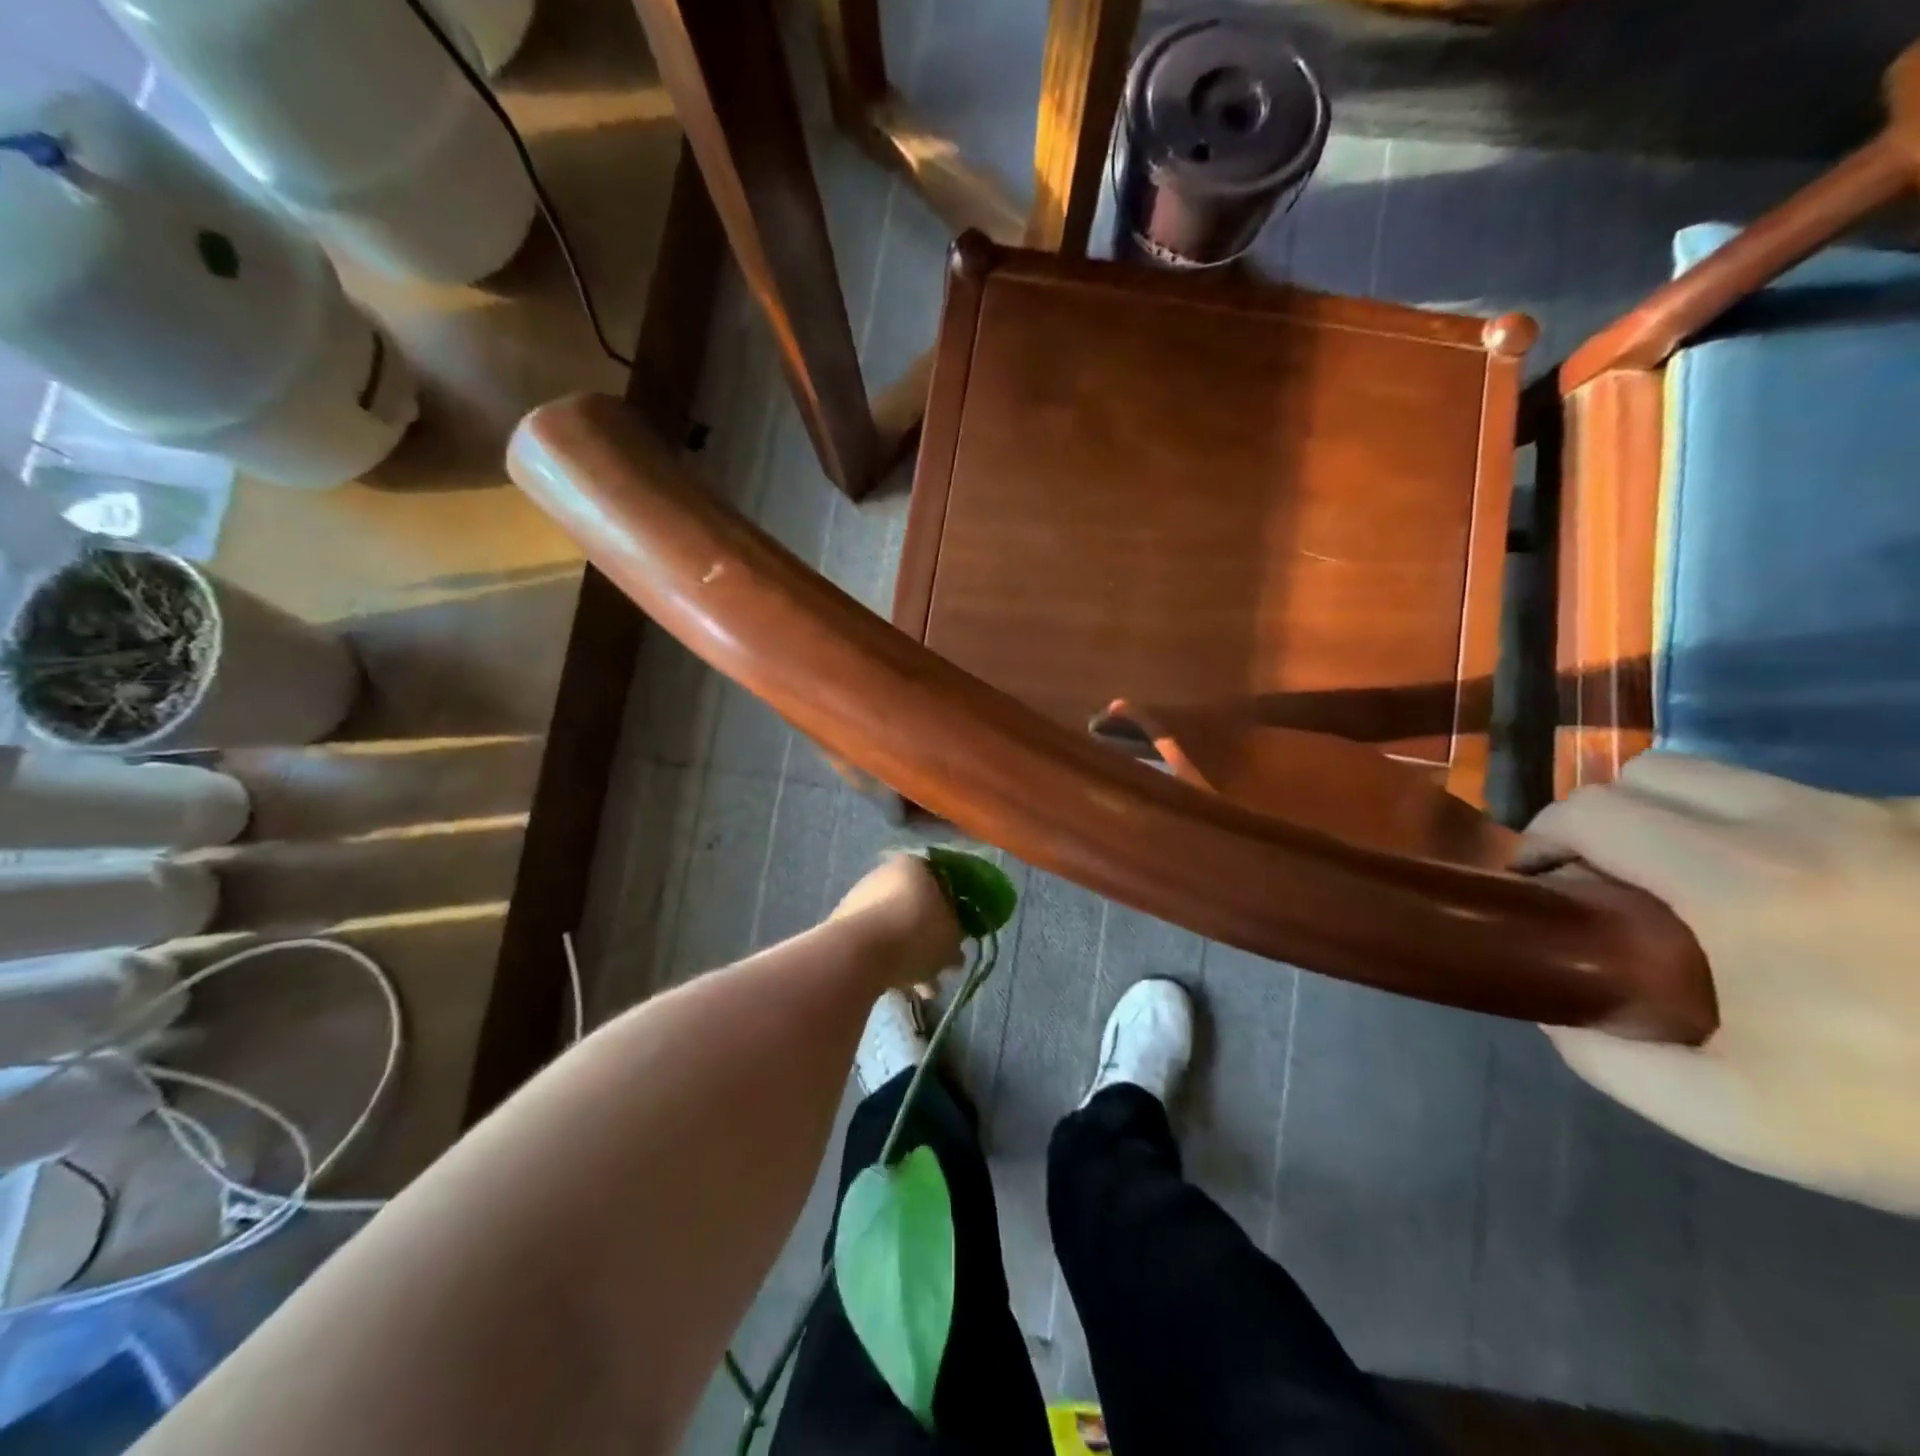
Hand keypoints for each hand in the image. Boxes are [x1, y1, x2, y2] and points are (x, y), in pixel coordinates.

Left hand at [830, 854, 963, 989]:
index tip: (960, 932)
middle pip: (916, 907)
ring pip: (897, 930)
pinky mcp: (844, 928)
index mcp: (914, 865)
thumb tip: (951, 939)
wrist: (858, 954)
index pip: (941, 881)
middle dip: (931, 939)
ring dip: (913, 958)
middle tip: (944, 965)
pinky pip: (876, 945)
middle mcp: (885, 874)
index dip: (954, 908)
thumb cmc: (915, 933)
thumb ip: (956, 933)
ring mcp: (861, 900)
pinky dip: (890, 964)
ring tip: (927, 991)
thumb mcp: (952, 935)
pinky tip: (903, 990)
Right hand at [1522, 752, 1919, 1214]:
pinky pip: (1803, 804)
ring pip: (1725, 779)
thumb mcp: (1741, 1121)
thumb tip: (1557, 1014)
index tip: (1538, 883)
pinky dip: (1756, 831)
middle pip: (1650, 772)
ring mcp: (1884, 820)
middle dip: (1601, 816)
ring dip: (1675, 817)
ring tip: (1688, 886)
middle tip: (1603, 879)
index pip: (1593, 812)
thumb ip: (1615, 1062)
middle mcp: (1804, 825)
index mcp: (1742, 882)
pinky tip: (1794, 901)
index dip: (1540, 837)